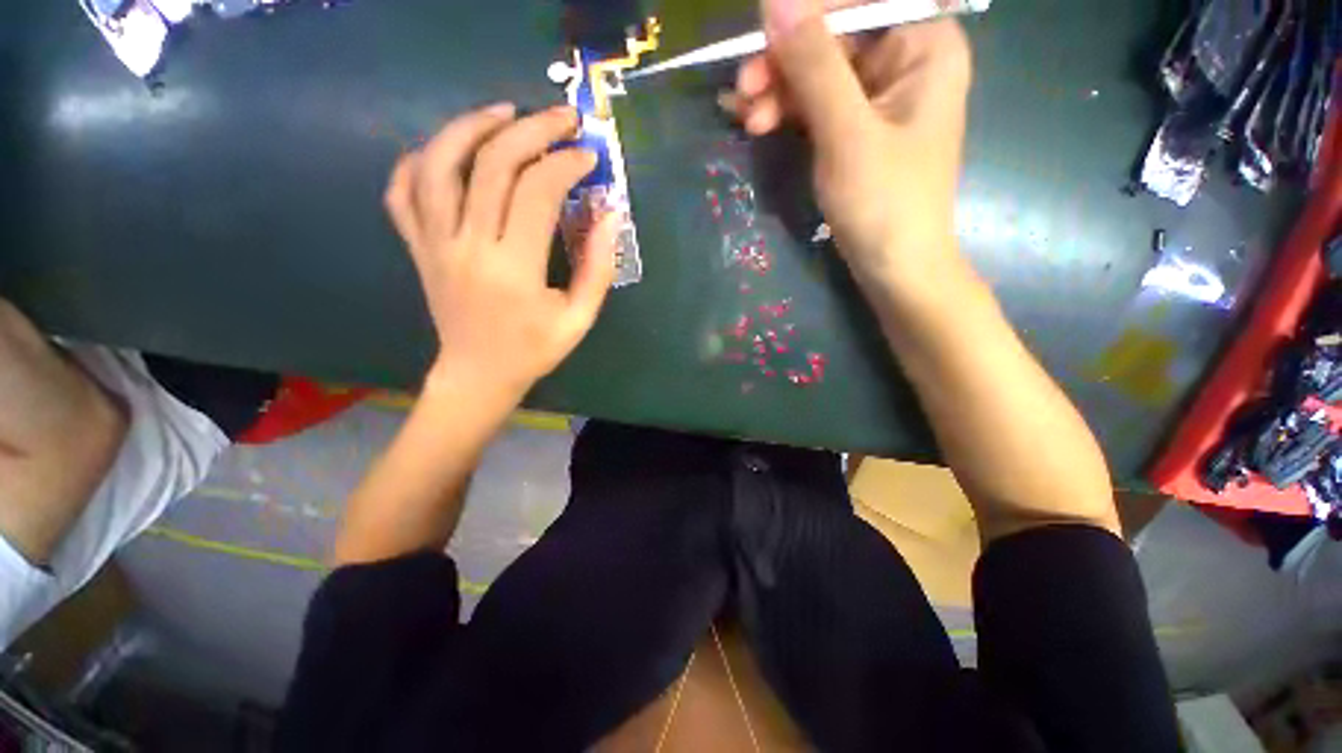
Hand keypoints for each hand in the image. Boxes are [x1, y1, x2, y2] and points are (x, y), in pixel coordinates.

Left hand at [385, 104, 618, 402]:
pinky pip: (402, 191)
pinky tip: (448, 149)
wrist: (478, 374)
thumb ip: (598, 267)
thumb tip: (609, 214)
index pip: (537, 192)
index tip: (588, 156)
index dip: (565, 164)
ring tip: (504, 112)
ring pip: (439, 163)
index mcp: (513, 269)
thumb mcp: (579, 318)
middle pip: (492, 164)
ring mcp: (434, 243)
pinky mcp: (417, 247)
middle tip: (562, 118)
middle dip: (532, 130)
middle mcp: (467, 246)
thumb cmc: (534, 350)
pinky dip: (420, 159)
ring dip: (471, 126)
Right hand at [724, 0, 971, 290]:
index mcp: (923, 43)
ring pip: (817, 73)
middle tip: (743, 91)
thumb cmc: (884, 203)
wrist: (894, 267)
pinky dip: (786, 113)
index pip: (859, 2)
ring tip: (746, 119)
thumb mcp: (847, 133)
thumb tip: (774, 0)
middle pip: (833, 37)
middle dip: (783, 62)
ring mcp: (877, 96)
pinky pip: (816, 106)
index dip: (806, 14)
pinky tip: (756, 123)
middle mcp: (903, 59)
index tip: (759, 37)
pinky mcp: (855, 128)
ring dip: (778, 91)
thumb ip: (815, 65)